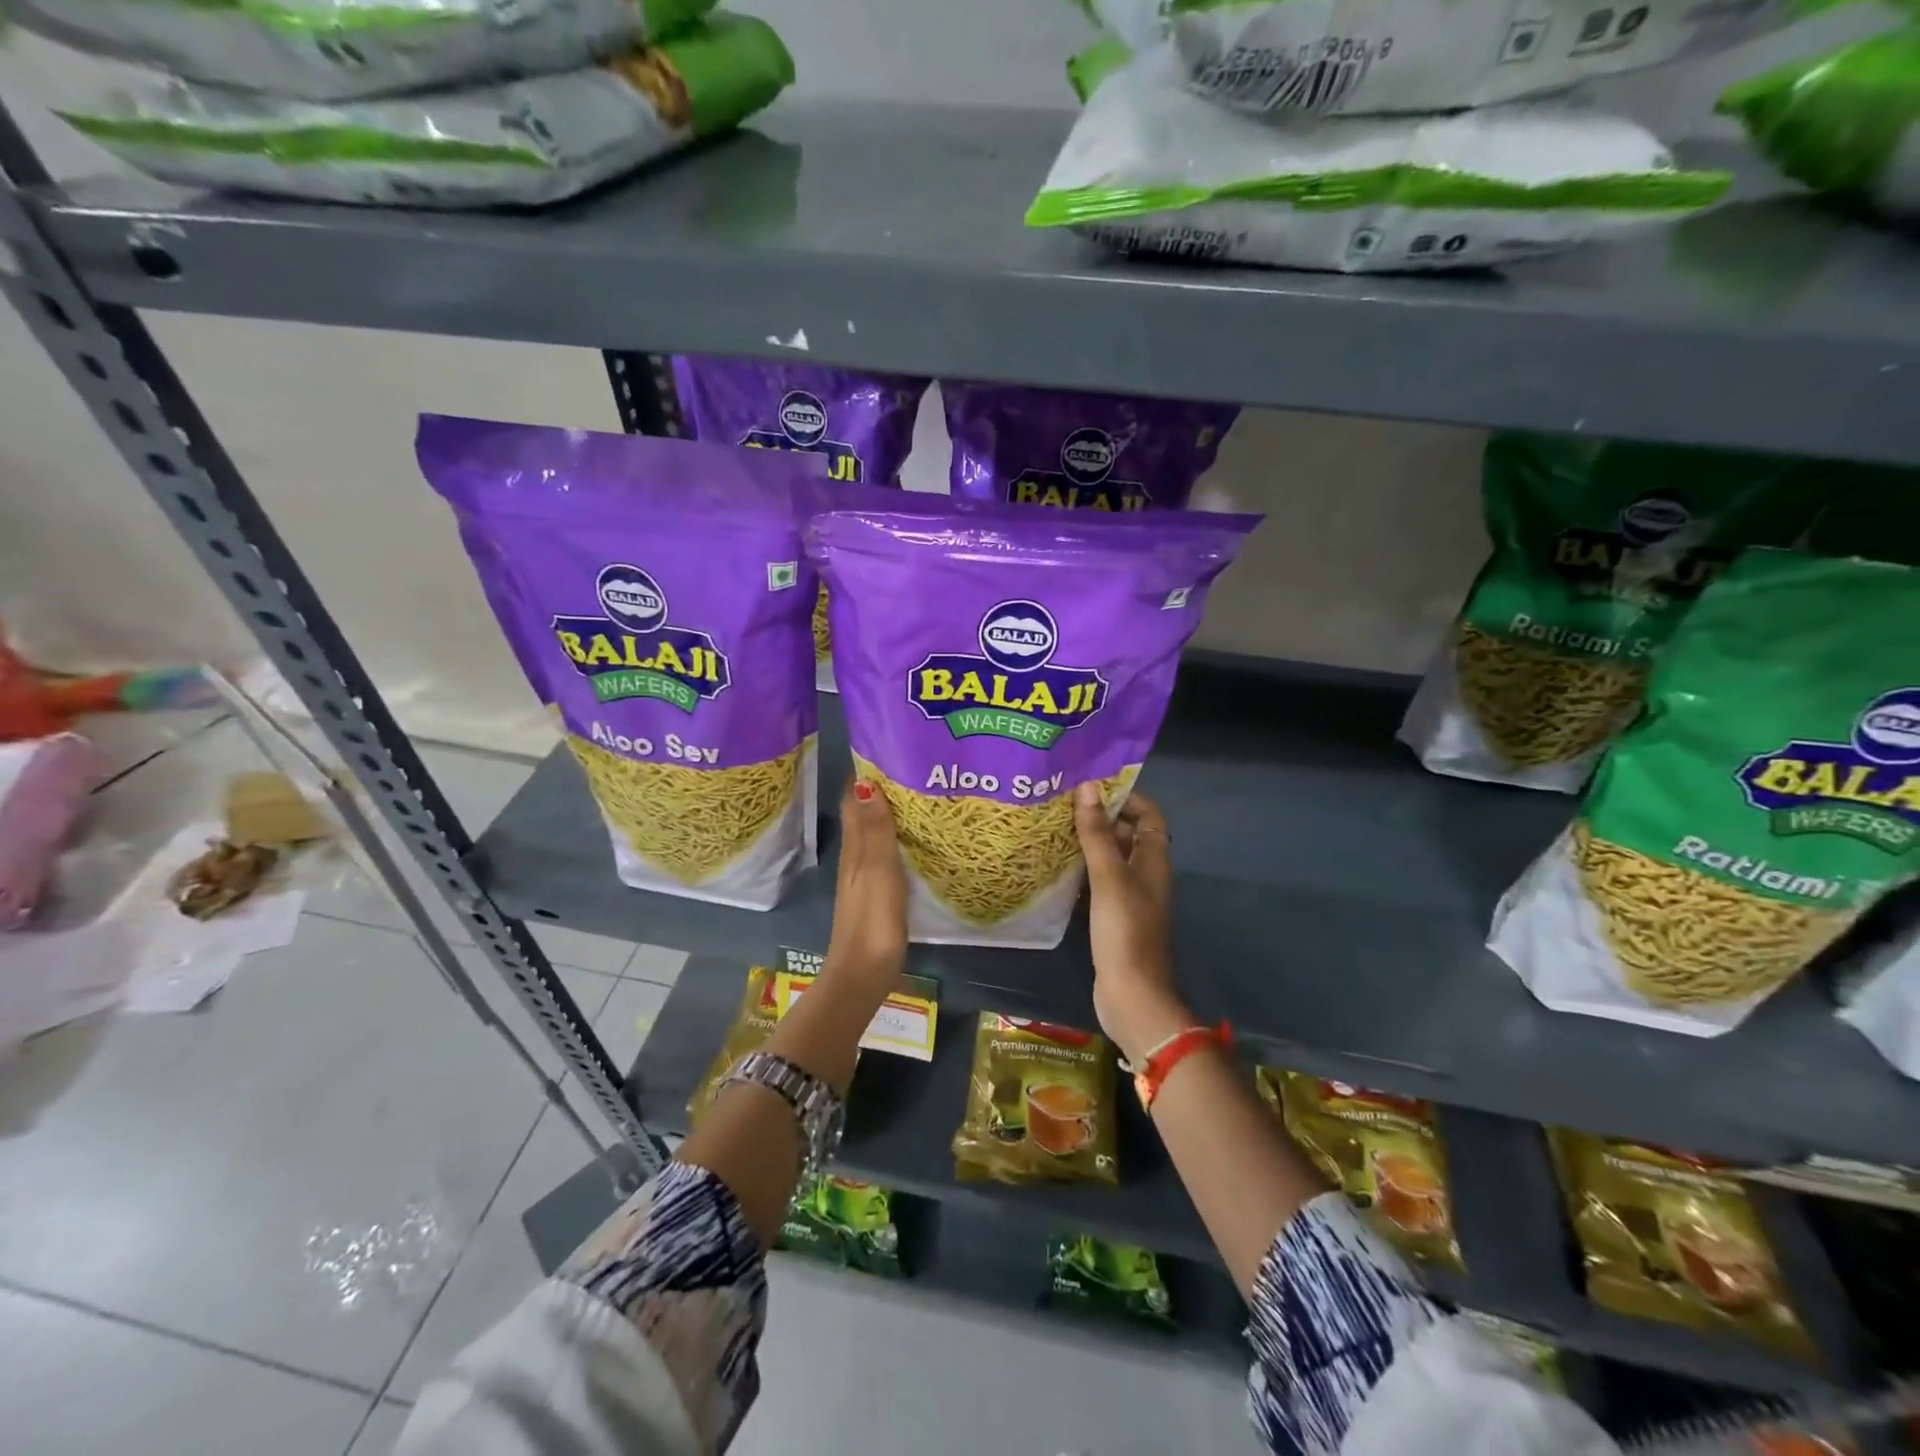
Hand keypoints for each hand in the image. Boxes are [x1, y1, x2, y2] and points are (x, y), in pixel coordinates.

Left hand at [823, 778, 908, 992]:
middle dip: (885, 786)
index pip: (855, 798)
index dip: (868, 772)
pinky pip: (887, 852)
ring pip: (877, 831)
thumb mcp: (877, 871)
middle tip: (918, 765)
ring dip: (893, 811)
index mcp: (855, 846)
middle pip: (866, 811)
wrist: (863, 974)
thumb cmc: (872, 920)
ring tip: (924, 791)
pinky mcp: (878, 892)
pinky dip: (899, 836)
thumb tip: (866, 781)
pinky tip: (920, 836)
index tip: (892, 747)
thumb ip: (875, 830)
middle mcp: (856, 855)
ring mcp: (866, 874)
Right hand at [1075, 783, 1190, 1063]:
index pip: (1148, 815)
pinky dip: (1080, 872)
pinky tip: (1054, 867)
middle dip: (1099, 817)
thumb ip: (1097, 833)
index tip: (1092, 786)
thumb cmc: (1125, 930)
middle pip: (1127, 834)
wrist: (1131, 995)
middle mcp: (1145, 874)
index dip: (1126, 797)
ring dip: (1087, 843)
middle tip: (1062, 803)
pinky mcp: (1112, 918)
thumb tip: (1087, 787)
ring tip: (1052, 827)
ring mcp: (1129, 898)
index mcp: (1154, 860)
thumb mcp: (1109, 877)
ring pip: (1109, 859)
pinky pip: (1097, 884)